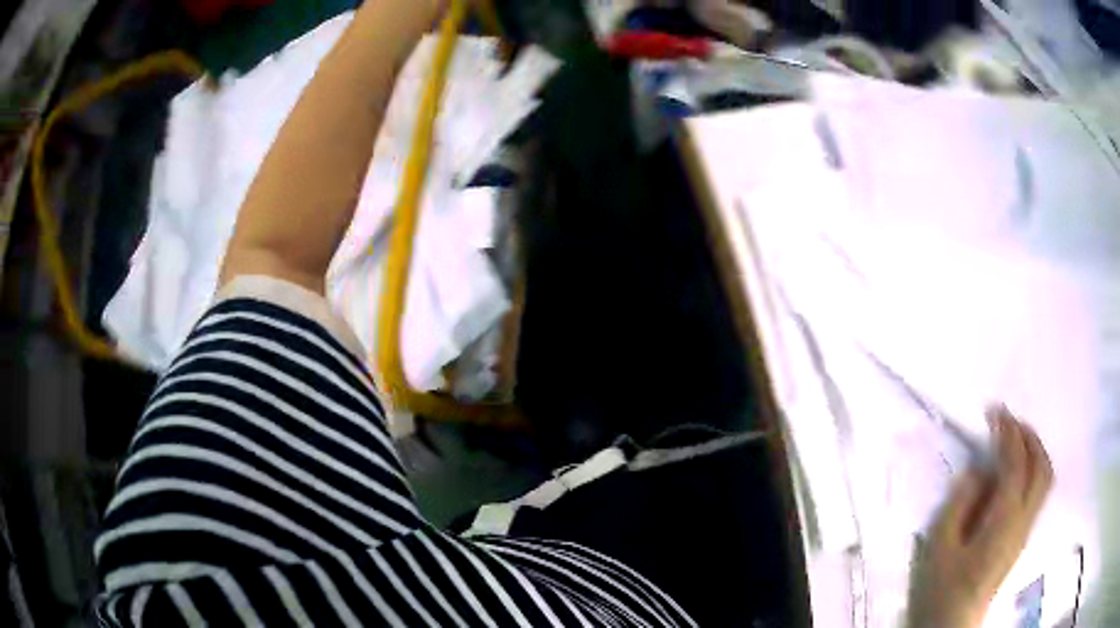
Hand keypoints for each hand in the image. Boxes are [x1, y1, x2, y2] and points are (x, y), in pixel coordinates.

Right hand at [906, 405, 1053, 627]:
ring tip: (1016, 440)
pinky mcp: (1021, 539)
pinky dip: (1033, 470)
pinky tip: (1016, 473)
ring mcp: (1025, 530)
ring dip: (1035, 451)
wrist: (950, 626)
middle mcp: (1023, 520)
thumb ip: (960, 504)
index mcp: (1003, 520)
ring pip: (1045, 479)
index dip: (1008, 432)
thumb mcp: (940, 547)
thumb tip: (978, 471)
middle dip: (1030, 436)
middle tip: (1010, 422)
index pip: (1016, 463)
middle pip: (1042, 466)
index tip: (995, 411)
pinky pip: (1038, 493)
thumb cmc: (941, 589)